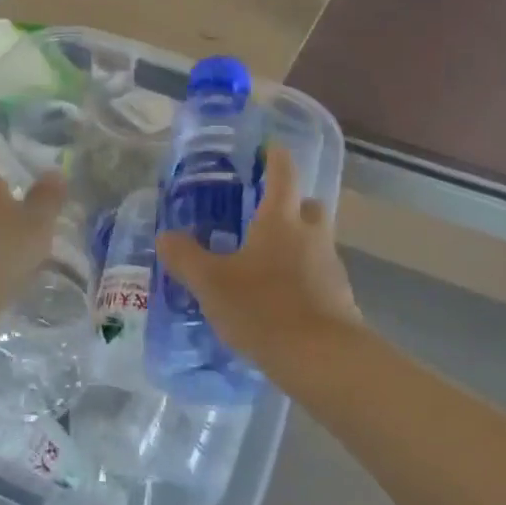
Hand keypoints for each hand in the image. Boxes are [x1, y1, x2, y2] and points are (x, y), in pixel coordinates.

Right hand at [156, 144, 359, 367]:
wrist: (322, 358)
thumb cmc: (263, 307)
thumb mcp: (211, 283)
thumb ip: (185, 258)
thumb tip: (165, 236)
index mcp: (280, 220)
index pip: (283, 174)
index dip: (276, 157)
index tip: (270, 146)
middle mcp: (311, 235)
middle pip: (308, 206)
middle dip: (291, 204)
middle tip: (264, 213)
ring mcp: (330, 267)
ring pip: (315, 242)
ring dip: (296, 243)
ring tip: (265, 262)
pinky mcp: (340, 299)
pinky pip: (318, 276)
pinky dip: (302, 278)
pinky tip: (280, 299)